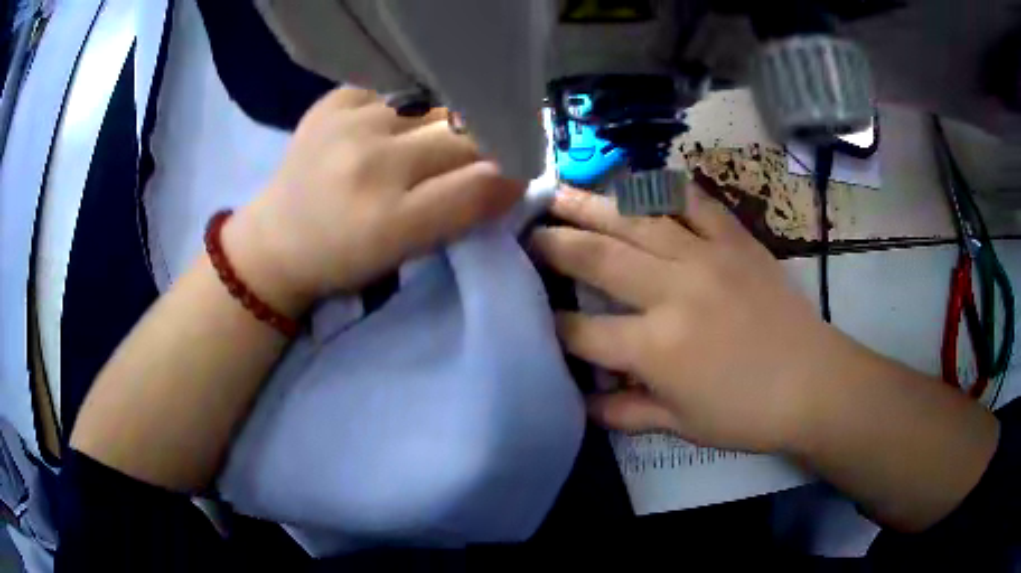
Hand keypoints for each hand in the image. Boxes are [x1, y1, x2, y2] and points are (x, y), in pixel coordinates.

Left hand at [226, 88, 524, 314]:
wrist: (275, 240)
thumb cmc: (343, 259)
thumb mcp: (405, 253)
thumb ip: (459, 214)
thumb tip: (507, 174)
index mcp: (390, 220)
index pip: (481, 183)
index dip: (510, 177)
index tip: (514, 177)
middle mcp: (371, 164)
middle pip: (462, 139)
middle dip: (481, 149)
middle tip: (471, 161)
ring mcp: (349, 124)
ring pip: (435, 109)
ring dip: (443, 126)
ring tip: (422, 145)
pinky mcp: (333, 102)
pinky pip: (395, 92)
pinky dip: (403, 110)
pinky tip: (386, 130)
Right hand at [531, 185, 865, 452]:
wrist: (813, 382)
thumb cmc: (746, 413)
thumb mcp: (680, 424)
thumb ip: (625, 412)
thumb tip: (581, 405)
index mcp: (655, 346)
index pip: (582, 332)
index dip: (550, 324)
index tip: (528, 312)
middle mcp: (672, 291)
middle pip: (598, 257)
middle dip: (553, 243)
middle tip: (524, 227)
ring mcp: (705, 257)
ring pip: (637, 219)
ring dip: (592, 203)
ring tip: (560, 190)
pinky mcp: (735, 240)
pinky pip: (695, 203)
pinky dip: (666, 189)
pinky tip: (641, 182)